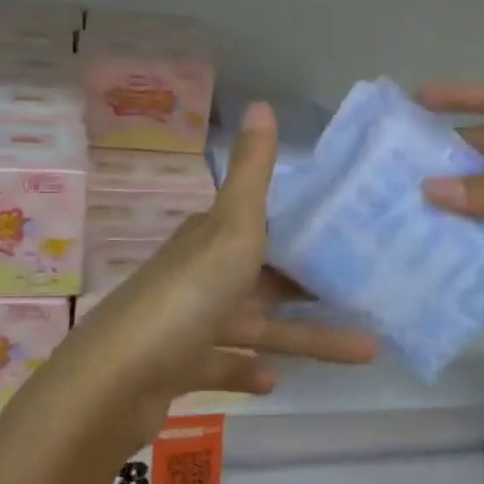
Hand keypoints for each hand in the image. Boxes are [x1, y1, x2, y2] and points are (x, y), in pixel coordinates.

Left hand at [57, 103, 377, 449]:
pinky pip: (223, 364)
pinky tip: (275, 381)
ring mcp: (187, 323)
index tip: (346, 234)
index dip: (298, 227)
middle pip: (263, 277)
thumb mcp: (231, 226)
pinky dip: (248, 370)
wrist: (117, 380)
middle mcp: (198, 275)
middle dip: (310, 287)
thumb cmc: (188, 294)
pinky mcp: (178, 368)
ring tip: (365, 349)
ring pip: (255, 325)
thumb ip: (252, 172)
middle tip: (363, 292)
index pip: (258, 224)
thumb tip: (262, 102)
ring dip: (303, 337)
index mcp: (210, 239)